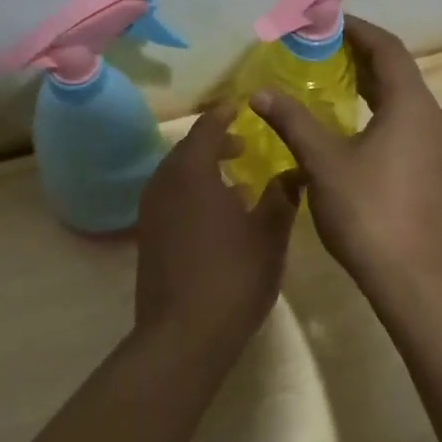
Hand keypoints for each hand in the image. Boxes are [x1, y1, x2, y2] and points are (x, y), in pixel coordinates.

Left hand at [134, 105, 299, 348]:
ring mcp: (151, 211)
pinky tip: (217, 215)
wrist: (183, 334)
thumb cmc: (232, 276)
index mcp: (192, 172)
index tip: (241, 107)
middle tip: (243, 145)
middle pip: (187, 150)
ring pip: (177, 176)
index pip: (206, 128)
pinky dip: (192, 194)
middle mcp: (164, 183)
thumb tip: (293, 172)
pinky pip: (171, 199)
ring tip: (235, 181)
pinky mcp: (148, 236)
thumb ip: (281, 197)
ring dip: (203, 170)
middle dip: (215, 143)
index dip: (224, 115)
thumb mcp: (269, 234)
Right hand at [250, 16, 441, 292]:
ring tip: (328, 80)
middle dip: (359, 55)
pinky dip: (376, 111)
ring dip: (368, 84)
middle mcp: (431, 118)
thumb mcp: (323, 162)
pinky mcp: (432, 170)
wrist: (415, 279)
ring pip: (402, 100)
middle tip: (318, 49)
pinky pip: (404, 123)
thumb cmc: (369, 212)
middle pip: (397, 72)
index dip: (357, 30)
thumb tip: (260, 92)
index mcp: (412, 106)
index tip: (325, 21)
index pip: (387, 49)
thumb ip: (293, 121)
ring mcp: (436, 147)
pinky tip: (348, 126)